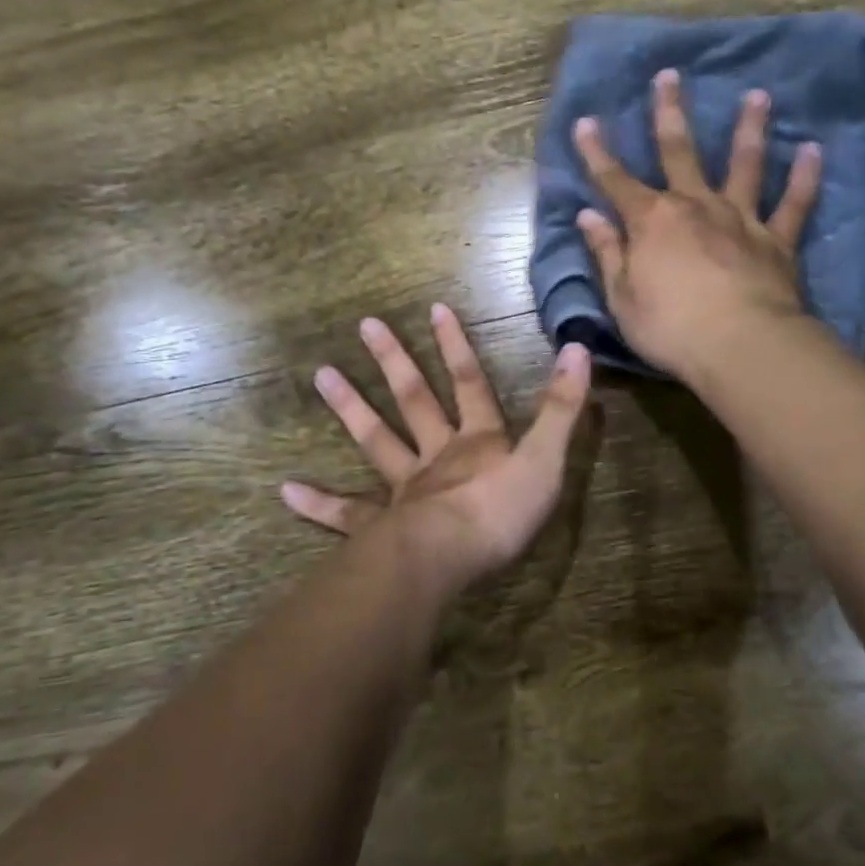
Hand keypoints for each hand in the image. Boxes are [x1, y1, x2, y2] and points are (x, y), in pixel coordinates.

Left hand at [282, 304, 591, 598]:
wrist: (451, 558)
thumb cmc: (501, 511)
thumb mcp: (545, 458)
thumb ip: (562, 407)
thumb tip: (578, 348)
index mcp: (476, 441)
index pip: (468, 382)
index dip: (456, 346)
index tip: (434, 308)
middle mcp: (437, 455)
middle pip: (414, 400)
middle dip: (394, 361)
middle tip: (365, 325)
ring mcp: (404, 489)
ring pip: (376, 441)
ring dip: (351, 408)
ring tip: (321, 375)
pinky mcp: (380, 526)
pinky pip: (346, 512)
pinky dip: (318, 503)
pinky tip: (286, 490)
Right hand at [574, 68, 820, 378]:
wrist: (739, 345)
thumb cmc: (669, 327)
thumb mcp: (622, 296)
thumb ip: (607, 253)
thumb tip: (588, 217)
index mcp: (651, 221)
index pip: (614, 180)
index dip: (596, 152)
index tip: (585, 121)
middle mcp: (694, 207)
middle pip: (679, 151)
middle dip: (669, 113)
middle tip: (669, 75)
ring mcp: (739, 219)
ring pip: (744, 164)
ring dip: (748, 128)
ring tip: (757, 95)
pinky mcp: (776, 240)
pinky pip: (793, 203)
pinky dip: (804, 177)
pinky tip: (813, 149)